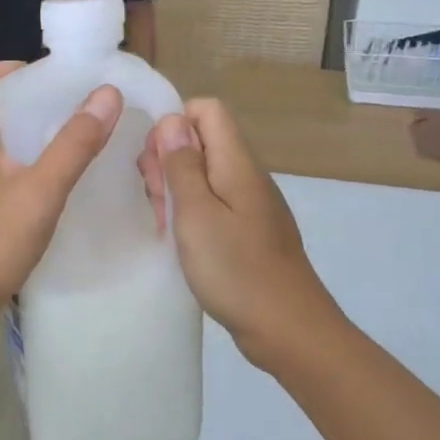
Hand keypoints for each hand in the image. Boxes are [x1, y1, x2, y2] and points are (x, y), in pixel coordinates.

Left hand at [0, 62, 120, 337]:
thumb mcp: (41, 191)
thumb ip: (74, 145)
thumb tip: (107, 94)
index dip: (7, 69)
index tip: (46, 71)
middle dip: (26, 102)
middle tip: (70, 105)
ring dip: (26, 137)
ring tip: (69, 141)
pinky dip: (23, 169)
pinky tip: (51, 188)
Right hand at [143, 100, 339, 366]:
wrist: (288, 329)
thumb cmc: (236, 270)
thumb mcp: (196, 215)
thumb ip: (182, 166)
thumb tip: (172, 120)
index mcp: (237, 164)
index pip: (207, 110)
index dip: (173, 123)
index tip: (151, 160)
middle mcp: (247, 176)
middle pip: (203, 141)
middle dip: (169, 159)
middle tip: (154, 198)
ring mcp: (250, 205)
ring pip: (205, 174)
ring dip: (176, 189)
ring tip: (161, 222)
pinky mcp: (248, 231)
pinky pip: (213, 204)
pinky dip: (190, 213)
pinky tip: (177, 239)